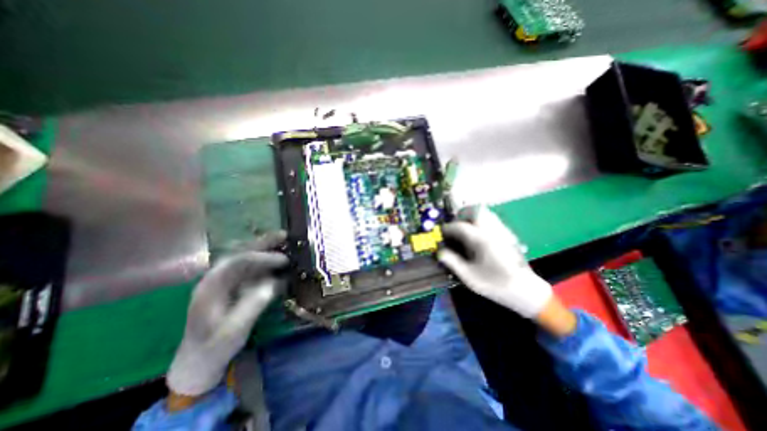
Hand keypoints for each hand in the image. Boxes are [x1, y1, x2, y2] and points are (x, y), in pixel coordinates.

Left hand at [167, 233, 289, 397]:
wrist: (199, 361)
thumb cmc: (215, 347)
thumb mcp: (235, 330)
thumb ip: (254, 304)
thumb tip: (276, 283)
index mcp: (211, 287)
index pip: (237, 262)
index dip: (262, 258)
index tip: (284, 260)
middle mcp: (217, 278)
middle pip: (241, 252)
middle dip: (263, 243)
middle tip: (285, 235)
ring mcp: (225, 281)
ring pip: (247, 257)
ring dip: (265, 248)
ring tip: (284, 241)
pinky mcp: (234, 286)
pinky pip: (251, 268)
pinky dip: (266, 261)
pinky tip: (278, 260)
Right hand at [438, 205, 551, 318]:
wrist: (525, 291)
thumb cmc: (496, 284)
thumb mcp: (470, 277)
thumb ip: (453, 262)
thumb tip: (440, 252)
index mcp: (482, 241)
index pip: (461, 226)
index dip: (448, 227)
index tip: (442, 232)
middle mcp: (493, 231)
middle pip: (476, 210)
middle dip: (462, 214)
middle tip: (455, 224)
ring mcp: (503, 231)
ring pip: (486, 212)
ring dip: (472, 216)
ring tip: (465, 228)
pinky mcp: (508, 234)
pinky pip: (492, 219)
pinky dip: (481, 221)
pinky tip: (478, 235)